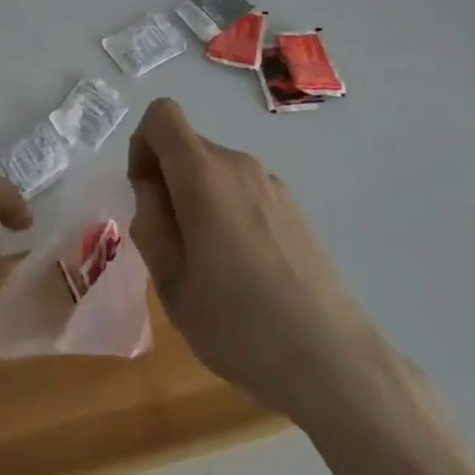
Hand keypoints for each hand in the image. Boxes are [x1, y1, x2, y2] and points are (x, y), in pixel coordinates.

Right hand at [128, 98, 386, 424]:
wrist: (332, 360)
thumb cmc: (238, 324)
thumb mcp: (171, 282)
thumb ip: (150, 223)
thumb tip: (151, 189)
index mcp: (203, 174)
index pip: (162, 114)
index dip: (142, 144)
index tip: (145, 193)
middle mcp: (238, 165)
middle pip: (188, 147)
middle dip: (169, 182)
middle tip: (173, 247)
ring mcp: (271, 184)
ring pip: (216, 173)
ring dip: (199, 202)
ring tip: (210, 268)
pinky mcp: (293, 208)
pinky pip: (244, 192)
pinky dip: (229, 214)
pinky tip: (245, 274)